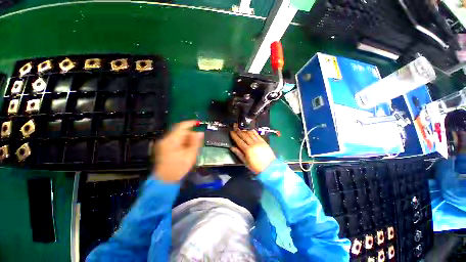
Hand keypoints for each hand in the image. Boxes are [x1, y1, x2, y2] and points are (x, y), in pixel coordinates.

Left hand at [153, 120, 203, 181]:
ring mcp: (162, 144)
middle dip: (189, 134)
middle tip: (197, 140)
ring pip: (176, 136)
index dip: (190, 123)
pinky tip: (185, 149)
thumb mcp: (190, 155)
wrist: (164, 181)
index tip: (198, 123)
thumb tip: (200, 132)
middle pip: (179, 131)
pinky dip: (181, 142)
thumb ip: (195, 142)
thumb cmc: (178, 168)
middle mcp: (165, 140)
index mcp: (171, 141)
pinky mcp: (162, 148)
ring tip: (191, 147)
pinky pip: (174, 140)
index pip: (181, 126)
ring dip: (185, 138)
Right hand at [230, 124, 275, 174]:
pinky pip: (257, 134)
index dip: (234, 136)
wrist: (270, 168)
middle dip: (238, 130)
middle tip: (234, 126)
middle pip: (244, 135)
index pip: (239, 141)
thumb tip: (232, 148)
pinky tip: (250, 129)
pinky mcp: (263, 141)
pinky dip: (253, 131)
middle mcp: (253, 144)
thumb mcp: (246, 162)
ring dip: (245, 130)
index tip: (231, 132)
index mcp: (247, 150)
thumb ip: (239, 154)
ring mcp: (259, 142)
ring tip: (241, 127)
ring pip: (250, 133)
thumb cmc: (256, 167)